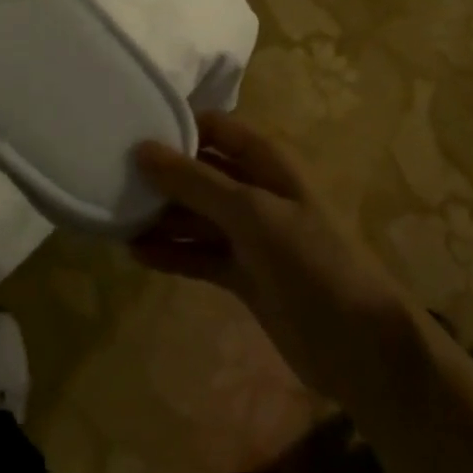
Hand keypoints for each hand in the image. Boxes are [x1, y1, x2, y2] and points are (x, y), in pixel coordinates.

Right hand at [131, 112, 420, 408]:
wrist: (362, 346)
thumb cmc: (313, 260)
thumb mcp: (253, 213)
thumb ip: (197, 182)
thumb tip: (142, 149)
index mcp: (266, 162)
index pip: (214, 128)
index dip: (176, 127)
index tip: (129, 130)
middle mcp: (255, 190)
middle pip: (199, 173)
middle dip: (160, 176)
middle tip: (110, 178)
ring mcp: (249, 235)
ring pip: (195, 215)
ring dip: (161, 217)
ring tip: (114, 218)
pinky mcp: (243, 274)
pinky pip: (199, 254)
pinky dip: (172, 252)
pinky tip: (136, 254)